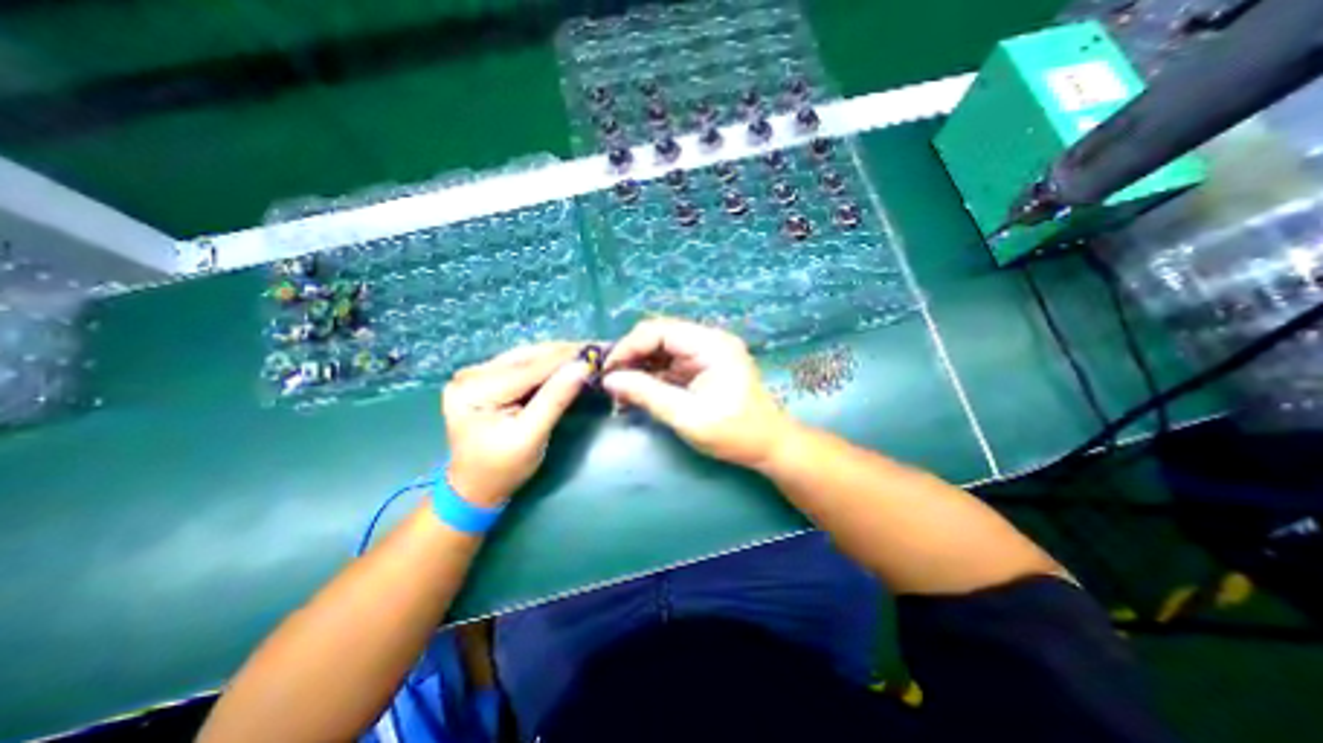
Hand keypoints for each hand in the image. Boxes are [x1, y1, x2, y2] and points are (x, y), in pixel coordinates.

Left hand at [445, 343, 589, 506]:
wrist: (475, 487)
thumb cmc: (502, 469)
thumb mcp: (531, 437)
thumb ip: (555, 399)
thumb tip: (583, 367)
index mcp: (475, 390)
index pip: (530, 368)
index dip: (568, 358)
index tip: (600, 350)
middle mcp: (471, 374)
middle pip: (528, 357)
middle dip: (566, 353)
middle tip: (600, 348)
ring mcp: (477, 373)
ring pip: (528, 356)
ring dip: (560, 355)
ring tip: (589, 352)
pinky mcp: (486, 377)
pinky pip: (523, 364)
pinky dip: (548, 363)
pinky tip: (568, 361)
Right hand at [605, 320, 793, 470]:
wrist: (769, 446)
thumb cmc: (735, 433)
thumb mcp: (687, 416)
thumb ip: (647, 394)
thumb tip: (610, 380)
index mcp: (711, 345)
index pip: (660, 331)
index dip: (629, 347)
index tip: (607, 370)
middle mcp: (708, 341)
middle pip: (659, 336)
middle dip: (632, 356)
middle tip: (609, 381)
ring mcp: (705, 353)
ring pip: (661, 350)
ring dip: (639, 368)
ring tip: (619, 390)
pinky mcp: (702, 367)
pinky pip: (669, 365)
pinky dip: (651, 377)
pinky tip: (636, 393)